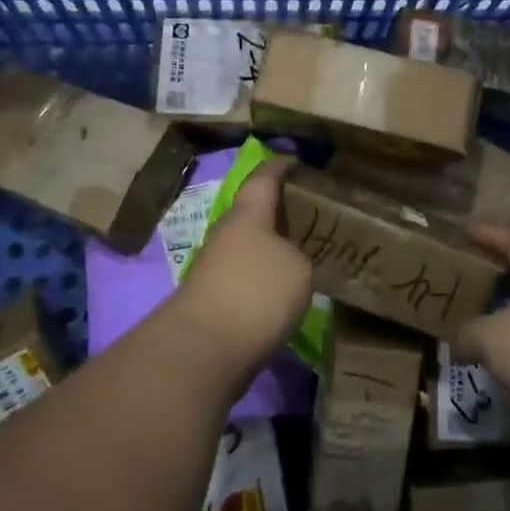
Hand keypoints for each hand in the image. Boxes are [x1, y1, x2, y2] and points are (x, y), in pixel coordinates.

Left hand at [173, 157, 314, 374]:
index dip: (280, 167)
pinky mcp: (210, 300)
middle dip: (276, 211)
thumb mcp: (298, 268)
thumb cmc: (255, 292)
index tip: (295, 161)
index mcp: (248, 214)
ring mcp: (214, 267)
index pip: (264, 178)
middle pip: (252, 213)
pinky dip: (261, 277)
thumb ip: (298, 256)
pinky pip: (243, 276)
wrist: (202, 349)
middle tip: (306, 214)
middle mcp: (227, 233)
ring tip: (299, 254)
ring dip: (269, 248)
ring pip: (247, 247)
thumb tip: (288, 262)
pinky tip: (280, 292)